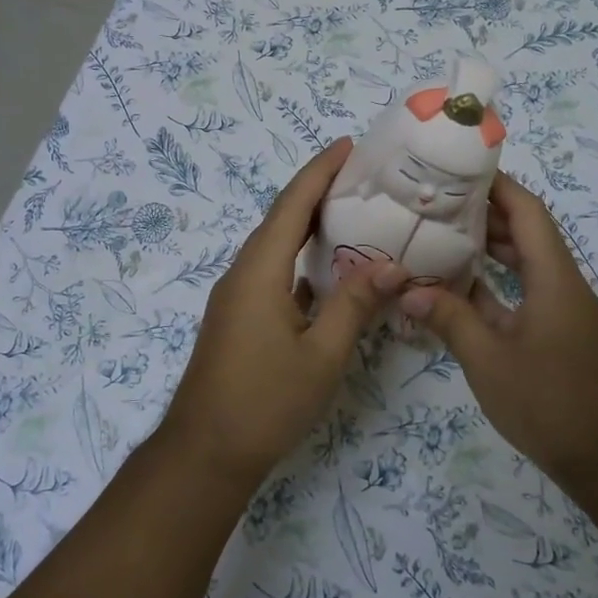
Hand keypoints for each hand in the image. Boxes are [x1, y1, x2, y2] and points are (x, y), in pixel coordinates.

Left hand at [159, 138, 407, 487]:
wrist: (206, 452)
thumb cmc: (265, 401)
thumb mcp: (321, 355)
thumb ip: (355, 306)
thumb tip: (392, 266)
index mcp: (260, 271)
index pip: (292, 205)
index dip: (319, 171)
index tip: (348, 145)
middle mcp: (243, 273)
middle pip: (281, 219)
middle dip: (317, 191)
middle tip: (361, 175)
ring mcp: (237, 296)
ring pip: (276, 246)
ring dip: (308, 225)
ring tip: (351, 212)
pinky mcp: (239, 317)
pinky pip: (273, 272)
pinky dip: (301, 259)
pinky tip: (329, 270)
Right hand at [399, 173, 597, 482]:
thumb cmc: (551, 402)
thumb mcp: (489, 361)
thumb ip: (450, 320)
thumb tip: (409, 291)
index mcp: (552, 276)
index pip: (527, 211)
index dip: (497, 185)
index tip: (457, 168)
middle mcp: (560, 283)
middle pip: (525, 232)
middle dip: (484, 212)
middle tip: (435, 200)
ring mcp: (559, 310)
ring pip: (522, 263)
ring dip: (487, 248)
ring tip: (439, 234)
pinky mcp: (554, 334)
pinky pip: (521, 293)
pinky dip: (492, 285)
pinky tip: (455, 288)